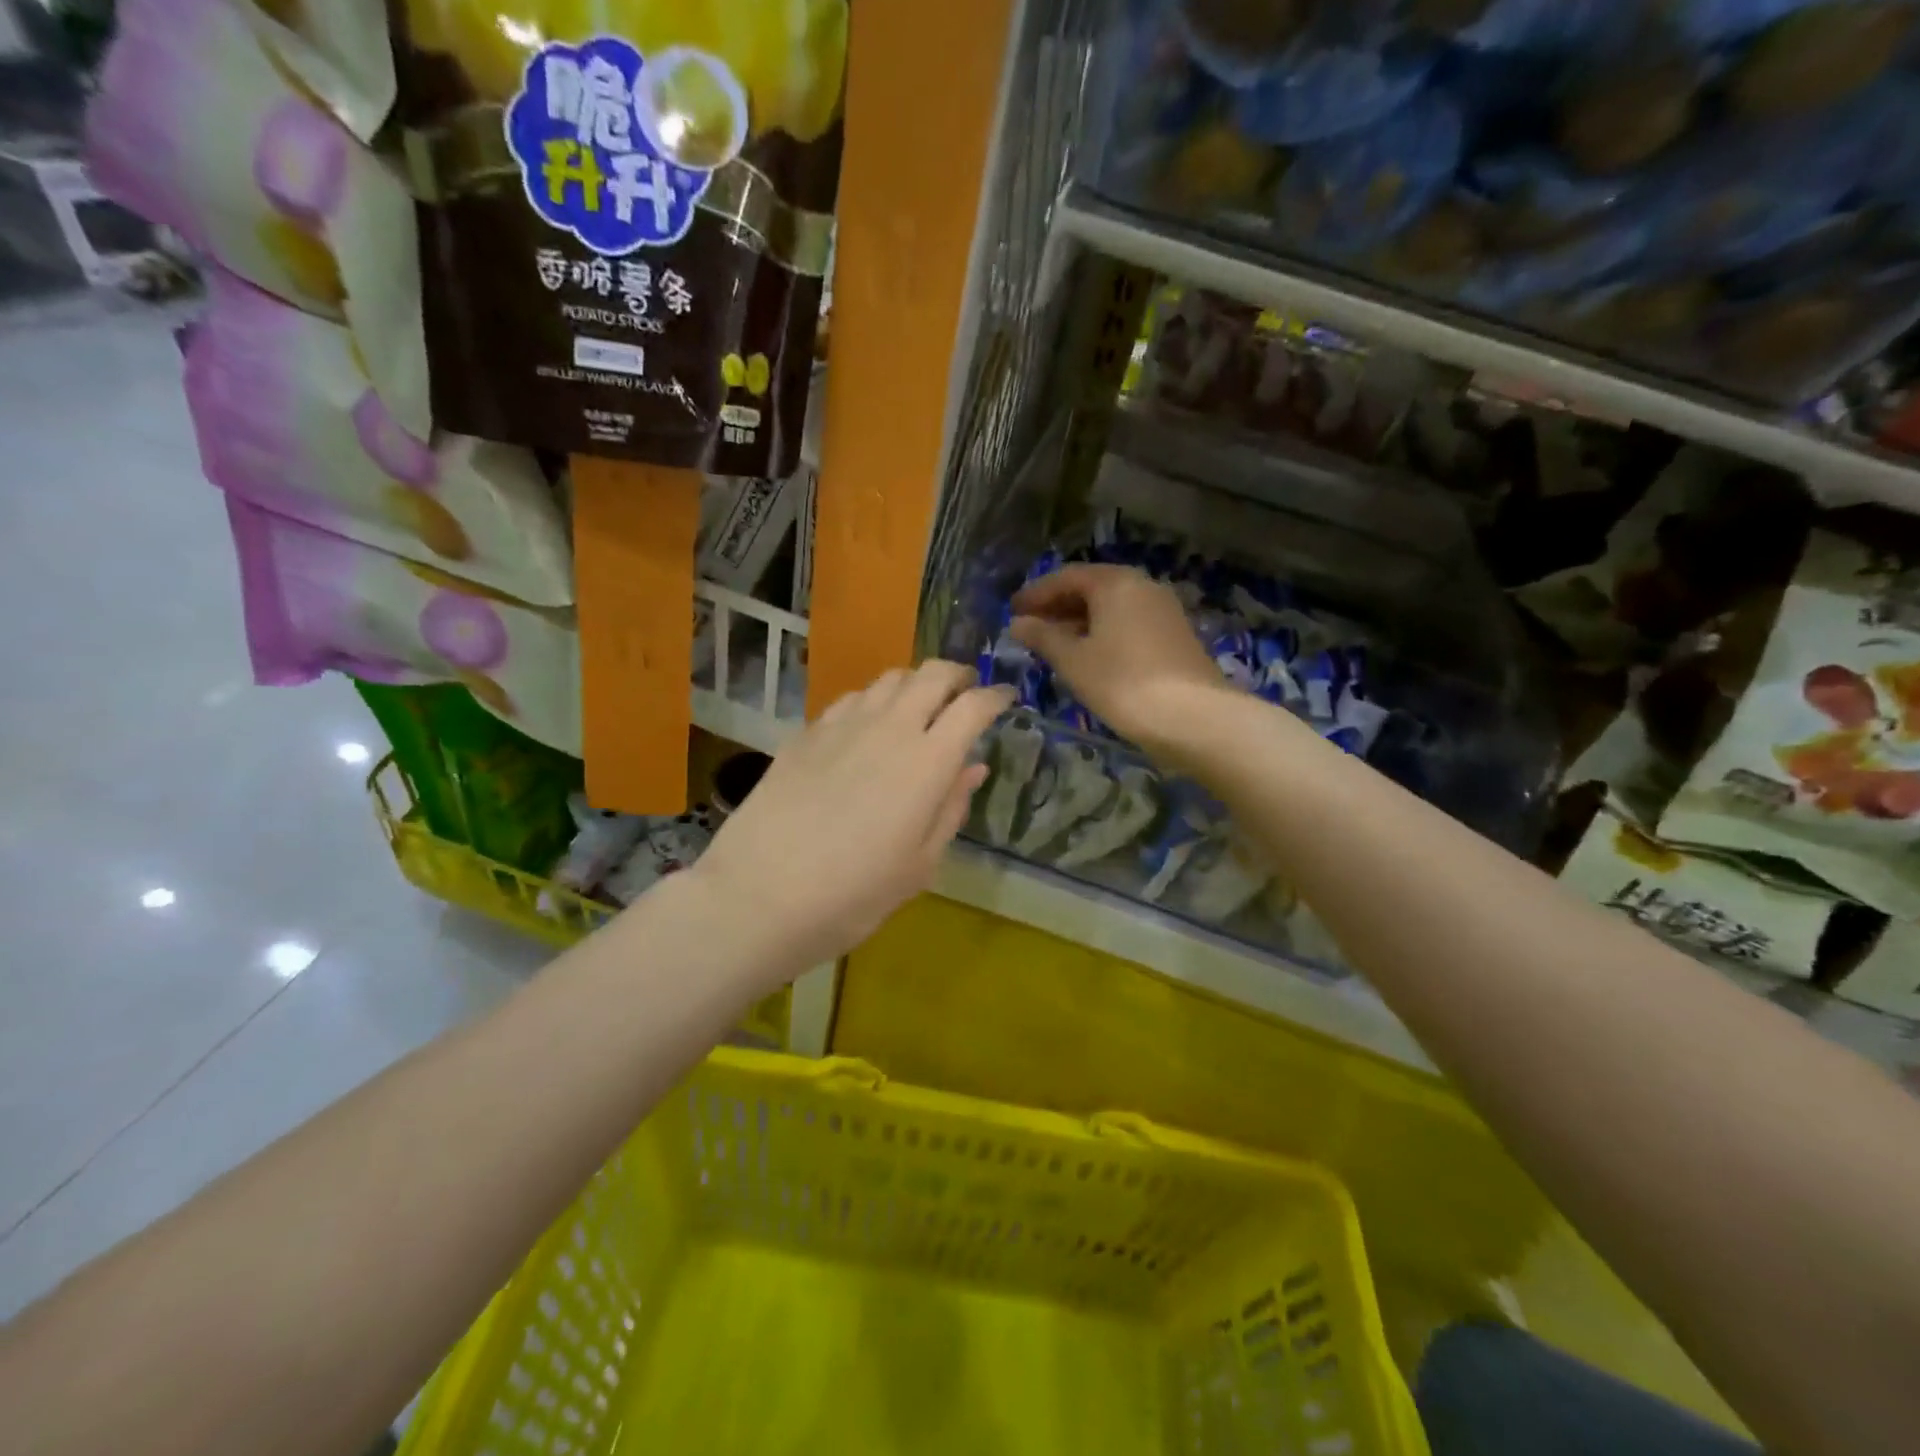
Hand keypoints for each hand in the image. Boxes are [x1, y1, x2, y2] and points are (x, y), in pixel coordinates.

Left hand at [692, 661, 1012, 973]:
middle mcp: (889, 728)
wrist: (759, 896)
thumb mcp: (919, 865)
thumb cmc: (853, 895)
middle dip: (958, 675)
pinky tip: (869, 726)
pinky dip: (874, 701)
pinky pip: (852, 699)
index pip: (973, 706)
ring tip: (920, 707)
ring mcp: (842, 725)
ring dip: (915, 683)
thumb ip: (951, 808)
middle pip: (932, 674)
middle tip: (966, 692)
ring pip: (890, 678)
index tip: (1006, 699)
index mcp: (927, 762)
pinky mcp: (806, 733)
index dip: (996, 696)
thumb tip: (973, 767)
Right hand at [1010, 564, 1235, 748]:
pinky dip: (1102, 631)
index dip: (1036, 593)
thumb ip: (1043, 637)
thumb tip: (1017, 623)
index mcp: (1115, 583)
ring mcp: (1163, 609)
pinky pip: (1128, 621)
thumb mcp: (1073, 661)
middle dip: (1058, 606)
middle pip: (1091, 587)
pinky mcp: (1174, 634)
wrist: (1193, 717)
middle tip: (1030, 627)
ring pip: (1111, 606)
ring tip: (1053, 644)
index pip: (1066, 577)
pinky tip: (1089, 655)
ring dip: (1079, 620)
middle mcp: (1142, 586)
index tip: (1012, 610)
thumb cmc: (1122, 683)